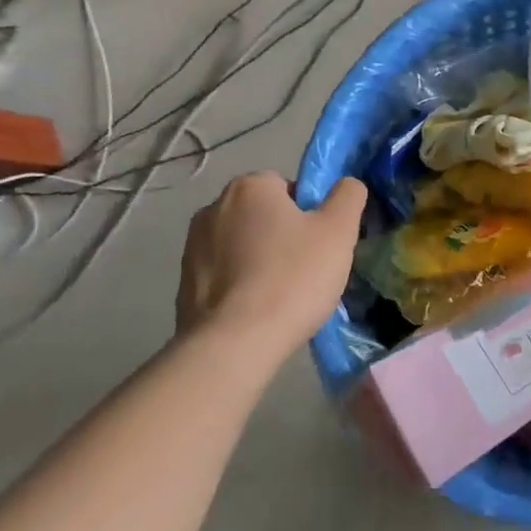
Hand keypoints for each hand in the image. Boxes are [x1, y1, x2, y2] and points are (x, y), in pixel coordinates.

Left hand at [176, 172, 367, 355]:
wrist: (232, 346)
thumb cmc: (291, 278)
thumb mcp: (338, 231)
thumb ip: (348, 196)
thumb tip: (347, 184)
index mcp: (250, 187)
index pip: (288, 186)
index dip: (310, 213)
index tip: (320, 244)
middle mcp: (213, 207)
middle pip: (263, 215)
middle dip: (283, 236)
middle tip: (306, 270)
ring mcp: (192, 247)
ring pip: (242, 245)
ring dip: (260, 260)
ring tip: (281, 296)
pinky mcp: (182, 283)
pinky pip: (224, 275)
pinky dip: (240, 286)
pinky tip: (256, 312)